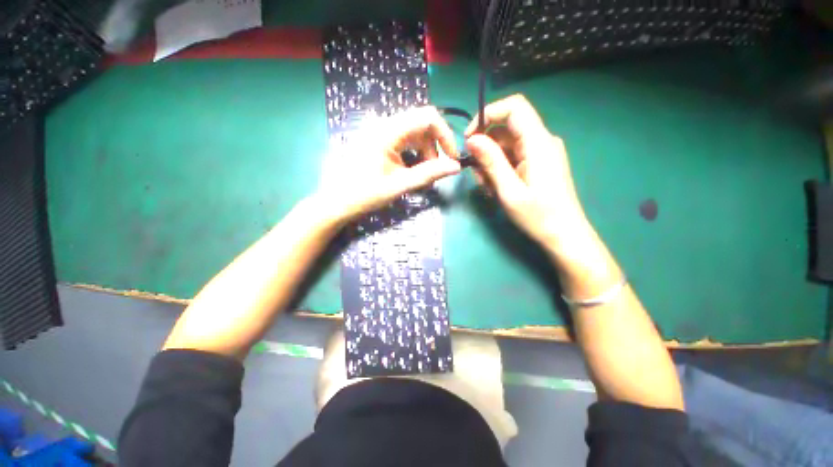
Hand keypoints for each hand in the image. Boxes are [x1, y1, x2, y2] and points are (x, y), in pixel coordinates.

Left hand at [315, 106, 460, 224]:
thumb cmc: (364, 194)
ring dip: (424, 153)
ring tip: (422, 177)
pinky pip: (402, 141)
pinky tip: (410, 172)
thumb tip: (455, 167)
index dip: (445, 135)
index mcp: (387, 131)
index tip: (451, 157)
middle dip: (434, 149)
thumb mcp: (399, 185)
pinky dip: (412, 155)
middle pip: (421, 126)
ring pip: (413, 134)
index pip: (427, 117)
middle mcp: (383, 124)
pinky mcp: (376, 141)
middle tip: (434, 174)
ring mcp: (378, 132)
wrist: (335, 202)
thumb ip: (428, 173)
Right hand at [465, 95, 587, 249]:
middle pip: (505, 131)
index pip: (514, 108)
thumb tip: (472, 139)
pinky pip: (513, 157)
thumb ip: (491, 162)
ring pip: (506, 146)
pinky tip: (498, 189)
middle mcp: (541, 141)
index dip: (488, 115)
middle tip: (479, 178)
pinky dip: (500, 170)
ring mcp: (540, 153)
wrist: (564, 235)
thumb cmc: (538, 216)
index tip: (470, 138)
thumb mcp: (509, 190)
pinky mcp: (538, 163)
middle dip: (485, 150)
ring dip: (491, 164)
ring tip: (490, 189)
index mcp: (538, 143)